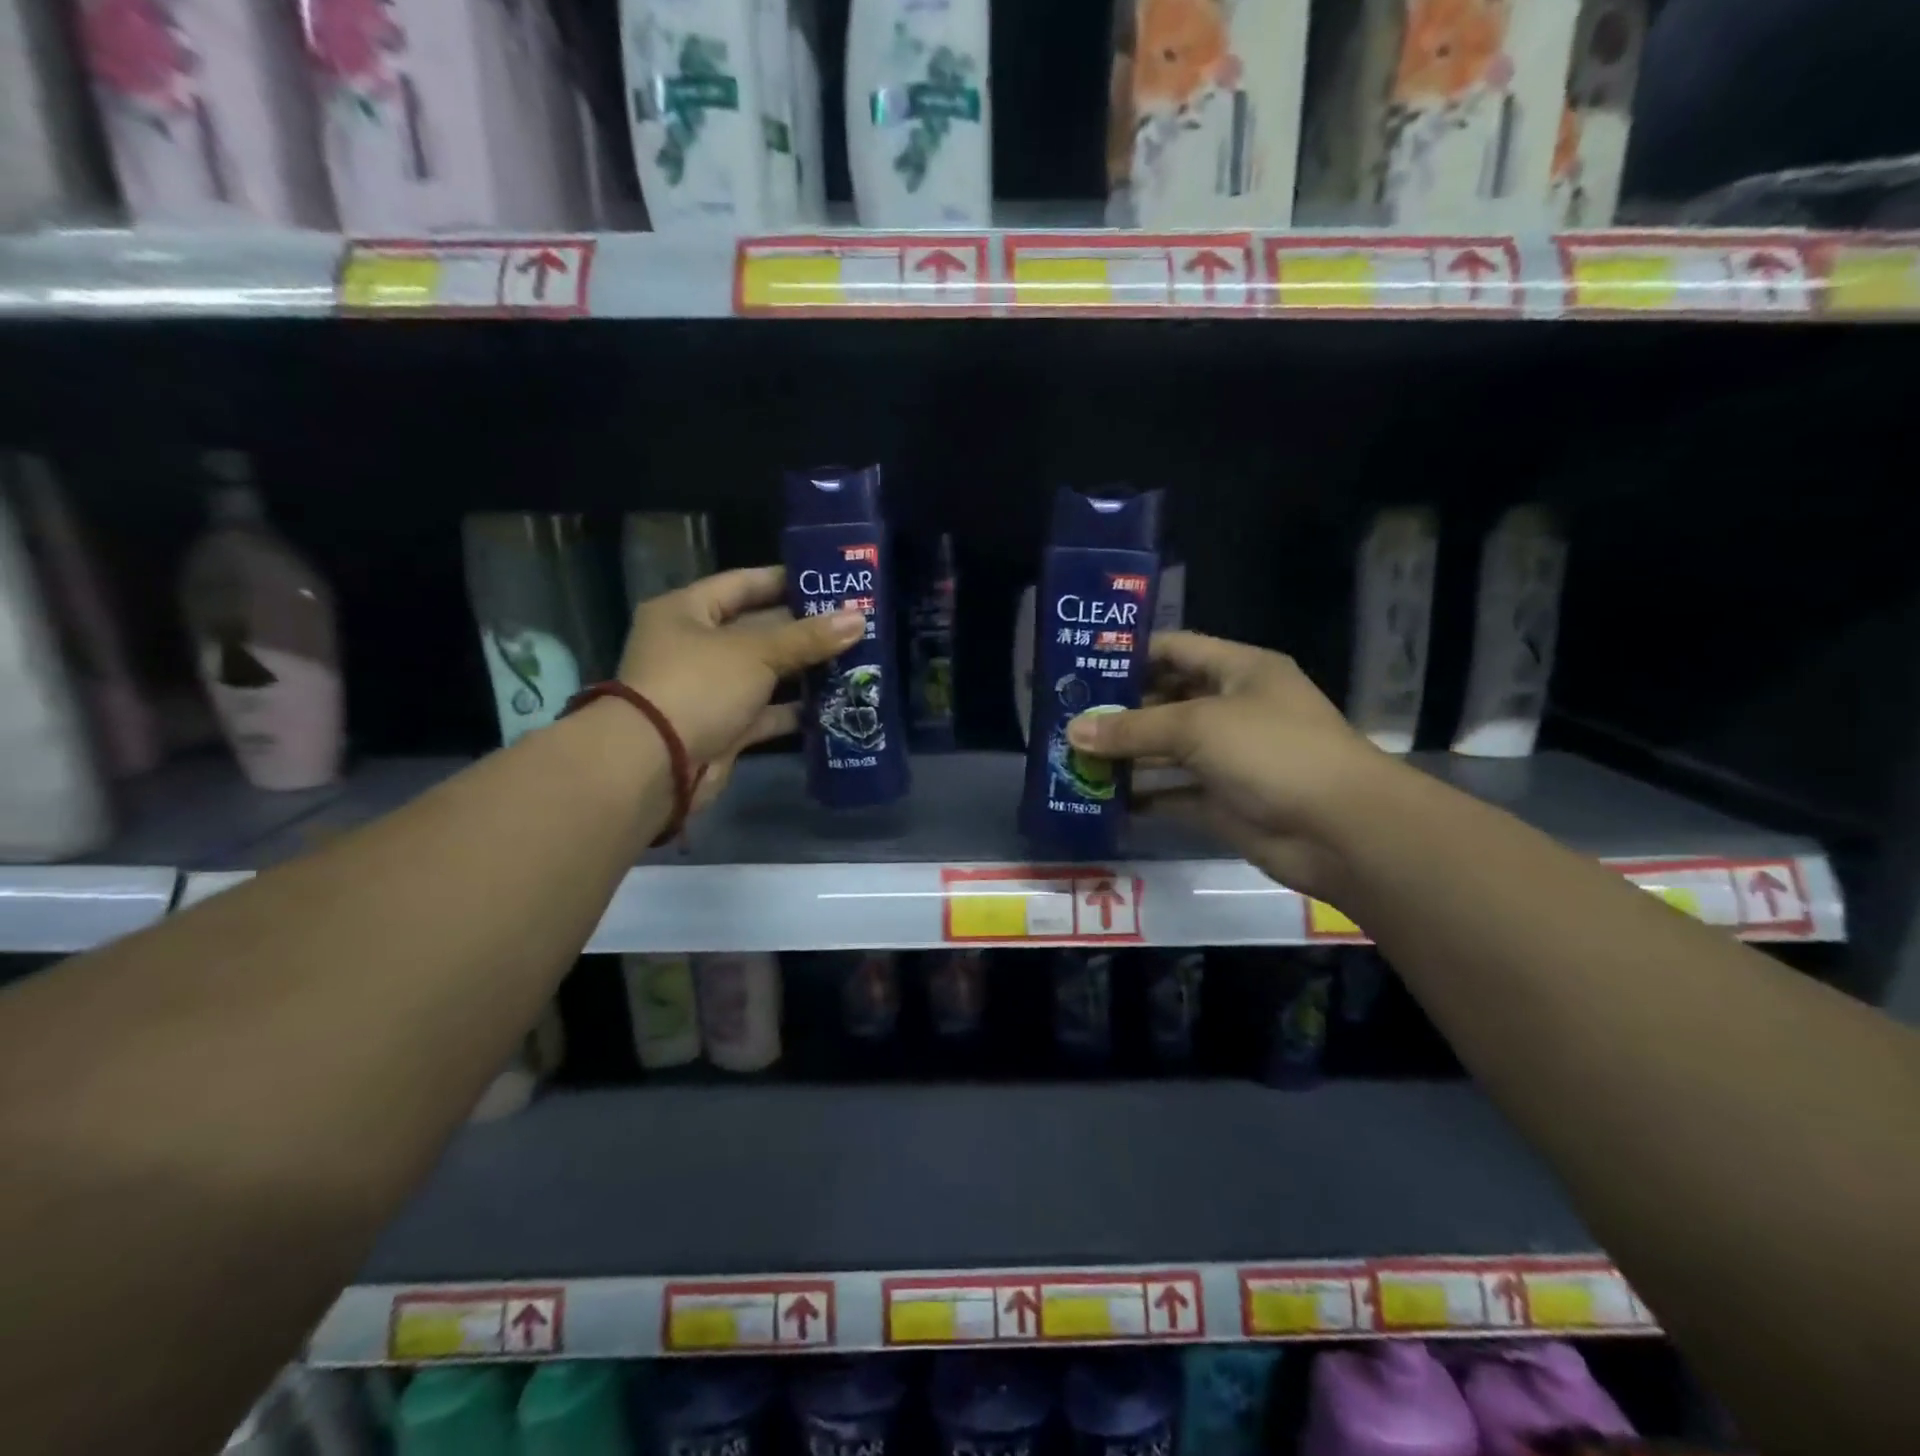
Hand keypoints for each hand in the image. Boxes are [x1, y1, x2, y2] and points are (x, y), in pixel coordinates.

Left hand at [618, 567, 862, 807]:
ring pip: (765, 674)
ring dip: (805, 671)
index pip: (742, 584)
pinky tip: (835, 704)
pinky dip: (794, 711)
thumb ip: (808, 637)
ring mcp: (709, 690)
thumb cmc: (699, 686)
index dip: (785, 581)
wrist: (658, 764)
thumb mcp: (756, 652)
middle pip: (758, 630)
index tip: (829, 581)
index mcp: (687, 611)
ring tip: (855, 661)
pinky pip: (766, 713)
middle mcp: (695, 647)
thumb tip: (859, 619)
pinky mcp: (724, 727)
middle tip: (854, 623)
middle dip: (804, 630)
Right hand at [1065, 631, 1387, 896]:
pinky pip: (1173, 792)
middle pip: (1165, 700)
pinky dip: (1142, 795)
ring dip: (1125, 755)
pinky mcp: (1223, 801)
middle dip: (1118, 710)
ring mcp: (1229, 757)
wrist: (1341, 831)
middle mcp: (1233, 708)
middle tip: (1066, 717)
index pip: (1175, 649)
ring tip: (1072, 757)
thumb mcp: (1198, 726)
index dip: (1130, 655)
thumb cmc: (1272, 752)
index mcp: (1238, 671)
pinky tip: (1102, 798)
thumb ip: (1133, 728)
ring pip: (1166, 749)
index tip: (1081, 665)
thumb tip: (1073, 731)